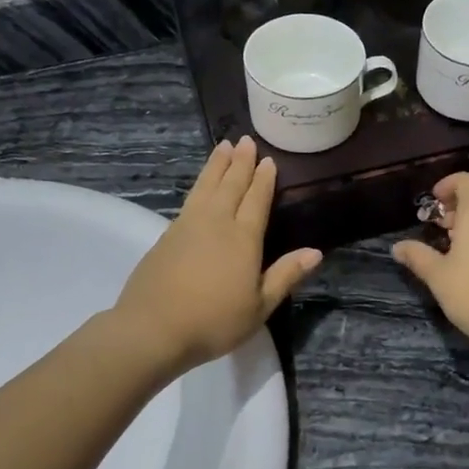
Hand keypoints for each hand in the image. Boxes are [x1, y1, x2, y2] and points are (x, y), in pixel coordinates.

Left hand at [114, 137, 321, 375]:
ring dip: (217, 165)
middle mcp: (217, 222)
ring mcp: (188, 225)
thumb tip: (315, 252)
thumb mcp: (259, 306)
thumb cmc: (213, 321)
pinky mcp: (167, 234)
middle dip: (241, 162)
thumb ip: (286, 275)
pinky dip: (199, 183)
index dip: (264, 179)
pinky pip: (190, 198)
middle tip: (246, 140)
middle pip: (231, 185)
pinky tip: (201, 184)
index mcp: (244, 238)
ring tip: (223, 146)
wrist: (153, 328)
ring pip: (206, 186)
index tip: (268, 160)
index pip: (257, 200)